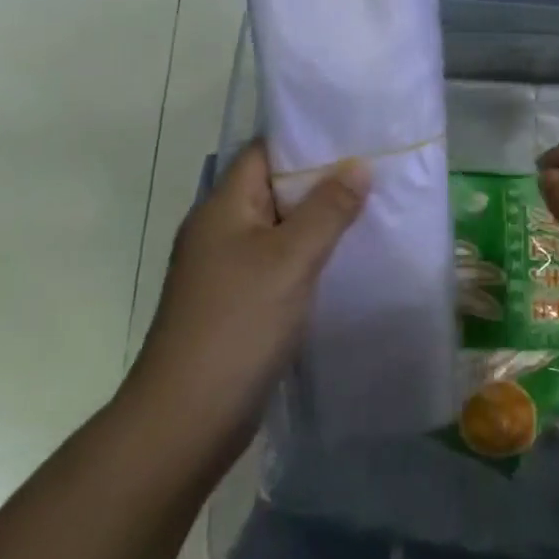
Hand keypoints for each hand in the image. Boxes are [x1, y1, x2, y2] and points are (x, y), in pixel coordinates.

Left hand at [129, 140, 368, 444]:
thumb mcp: (290, 260)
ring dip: (317, 221)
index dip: (305, 140)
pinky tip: (343, 262)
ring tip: (369, 210)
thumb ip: (327, 209)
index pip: (263, 152)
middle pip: (273, 188)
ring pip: (279, 229)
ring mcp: (225, 269)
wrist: (185, 421)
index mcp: (222, 207)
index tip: (352, 137)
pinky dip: (307, 257)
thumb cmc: (237, 325)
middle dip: (320, 181)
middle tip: (373, 172)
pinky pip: (276, 264)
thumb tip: (359, 164)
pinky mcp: (235, 303)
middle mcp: (219, 230)